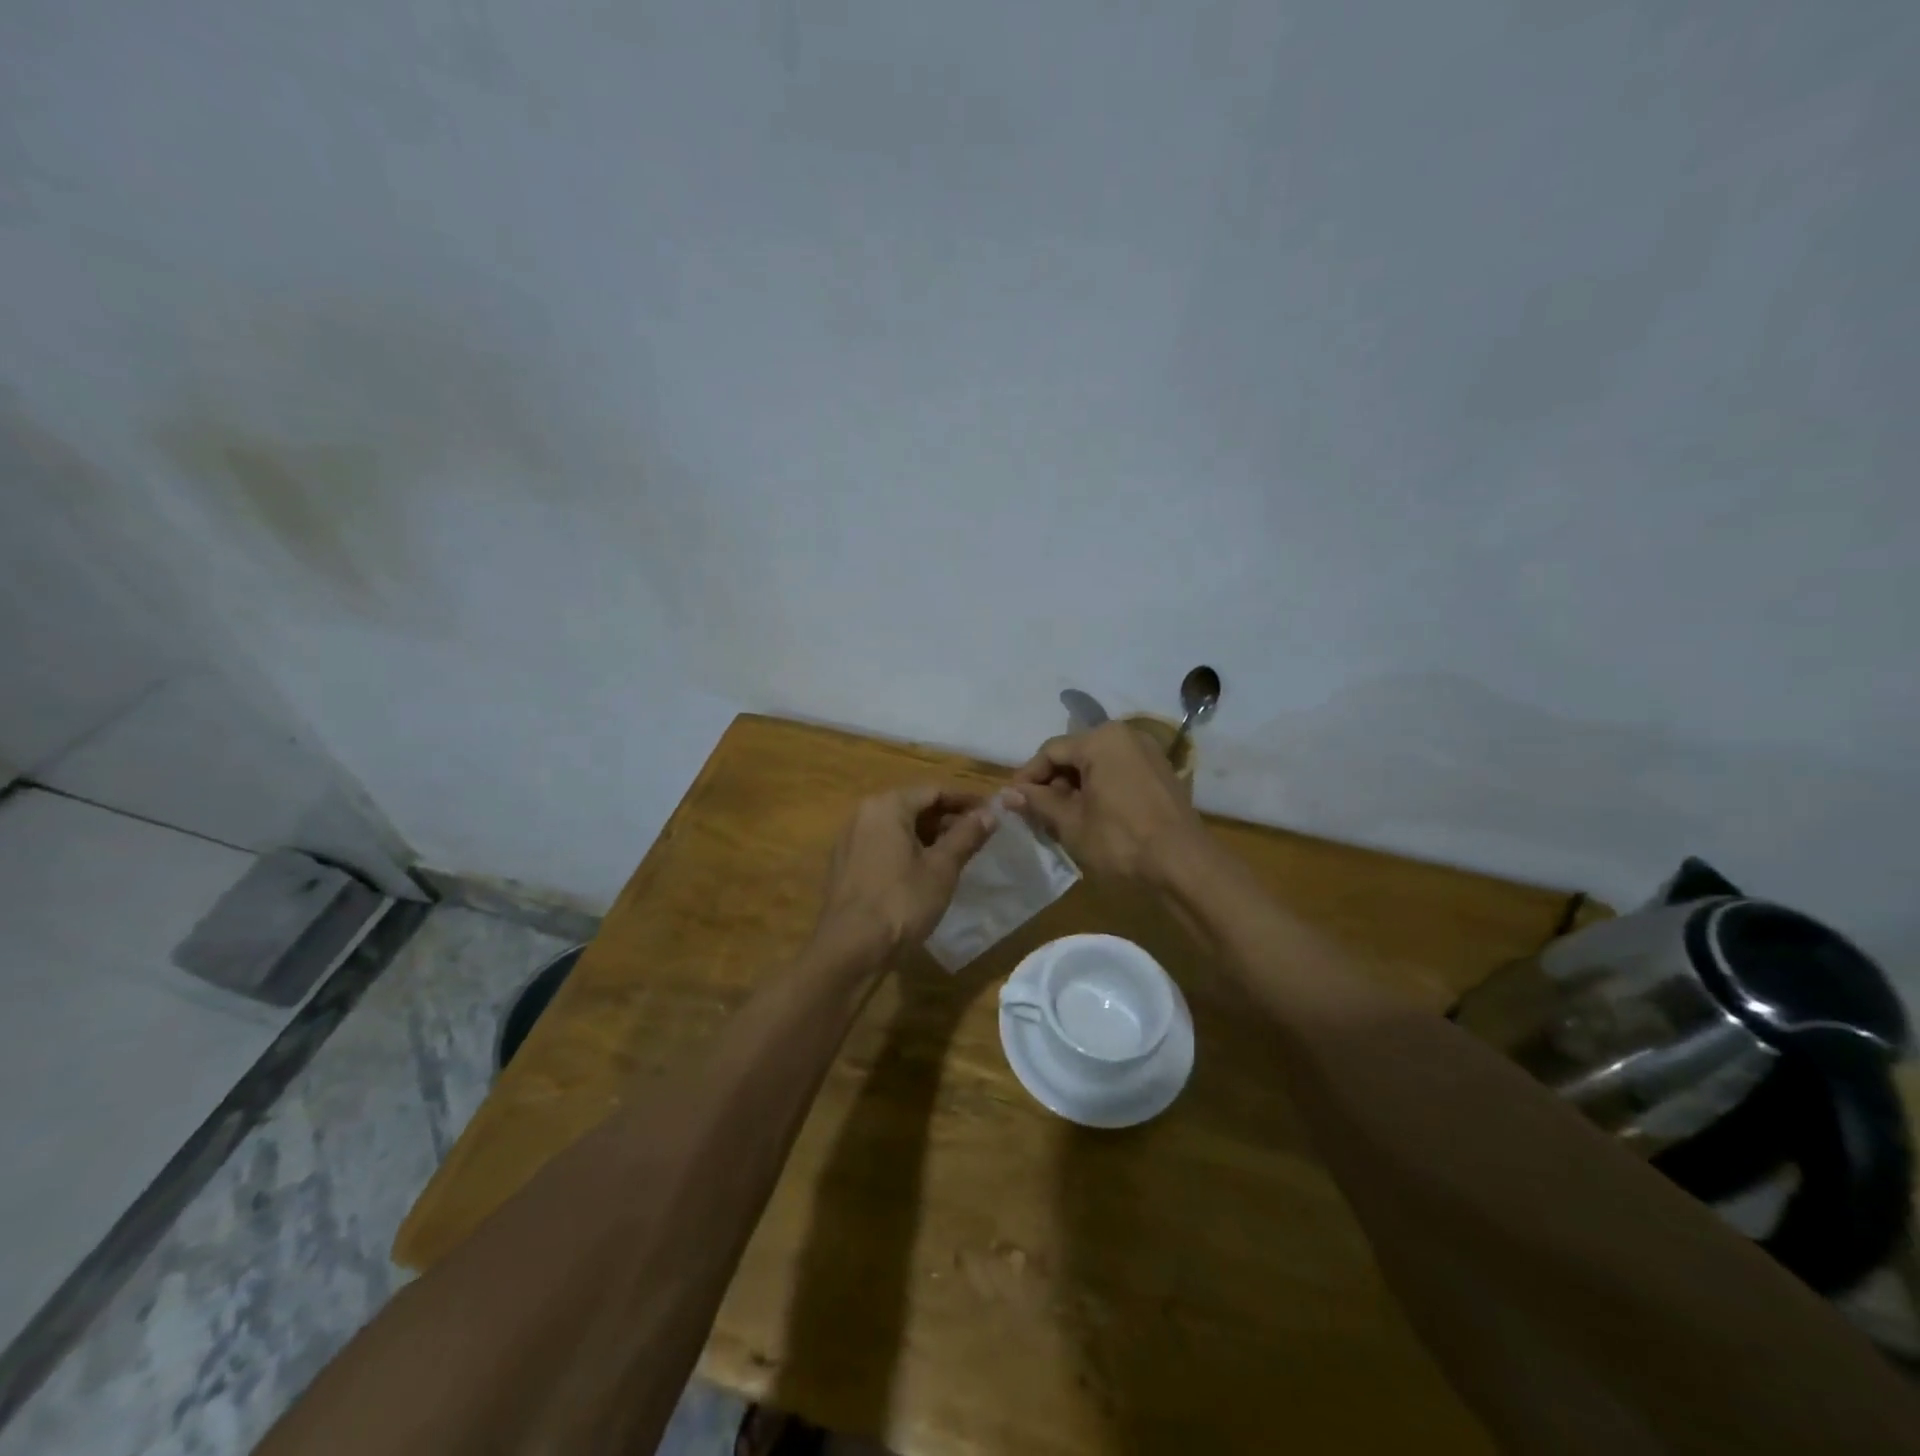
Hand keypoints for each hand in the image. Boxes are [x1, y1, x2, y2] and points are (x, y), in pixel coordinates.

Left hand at [812, 786, 996, 962]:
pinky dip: (907, 850)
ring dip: (928, 836)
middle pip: (914, 806)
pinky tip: (926, 871)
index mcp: (887, 806)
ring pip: (898, 827)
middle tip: (979, 836)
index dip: (965, 801)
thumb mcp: (942, 868)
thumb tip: (990, 812)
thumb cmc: (901, 902)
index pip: (934, 791)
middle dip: (947, 819)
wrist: (849, 949)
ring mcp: (850, 840)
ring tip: (958, 854)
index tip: (991, 813)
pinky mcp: (845, 865)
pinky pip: (883, 845)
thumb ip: (966, 835)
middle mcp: (864, 814)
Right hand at [1004, 721, 1209, 886]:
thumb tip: (1007, 795)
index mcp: (1101, 739)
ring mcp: (1147, 752)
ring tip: (1059, 818)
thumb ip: (1038, 803)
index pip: (1050, 751)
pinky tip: (1090, 816)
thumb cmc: (1121, 840)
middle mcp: (1125, 735)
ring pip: (1097, 764)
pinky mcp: (1160, 772)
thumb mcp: (1071, 823)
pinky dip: (1099, 789)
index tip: (1012, 803)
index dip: (1027, 777)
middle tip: (1035, 813)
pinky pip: (1118, 772)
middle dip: (1052, 783)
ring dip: (1074, 788)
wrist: (1184, 864)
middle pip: (1075, 754)